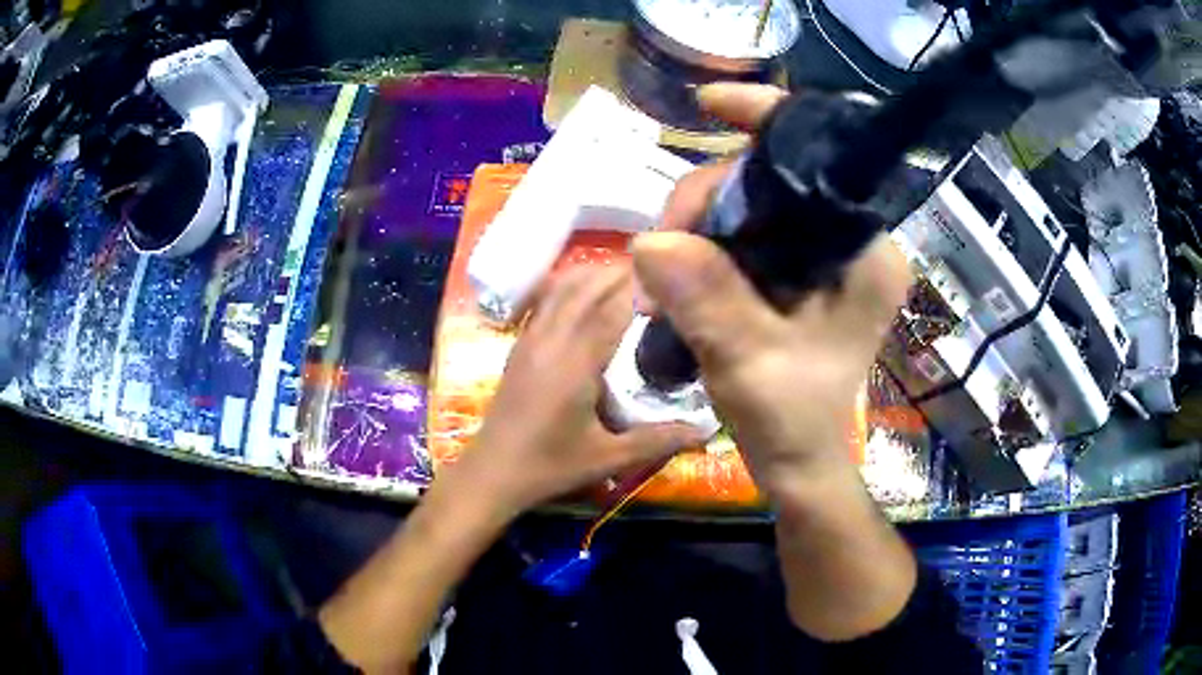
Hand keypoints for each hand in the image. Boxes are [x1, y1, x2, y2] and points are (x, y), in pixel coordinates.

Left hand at [443, 265, 702, 515]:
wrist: (492, 473)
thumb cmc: (550, 466)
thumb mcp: (608, 458)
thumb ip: (658, 440)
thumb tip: (707, 430)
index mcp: (576, 363)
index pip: (612, 307)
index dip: (640, 284)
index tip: (669, 271)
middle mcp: (552, 340)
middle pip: (587, 287)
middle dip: (620, 272)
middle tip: (656, 268)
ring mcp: (531, 339)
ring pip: (562, 289)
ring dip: (593, 275)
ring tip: (626, 274)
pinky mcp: (520, 346)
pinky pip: (545, 301)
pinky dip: (568, 286)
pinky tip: (583, 291)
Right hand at [634, 83, 912, 503]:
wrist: (798, 464)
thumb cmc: (793, 424)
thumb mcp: (752, 365)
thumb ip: (711, 304)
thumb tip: (650, 243)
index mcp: (865, 254)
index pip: (818, 160)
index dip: (766, 120)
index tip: (710, 104)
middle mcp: (850, 241)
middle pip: (768, 180)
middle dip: (705, 203)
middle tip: (660, 256)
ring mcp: (822, 255)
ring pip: (747, 204)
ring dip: (695, 228)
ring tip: (662, 278)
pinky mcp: (797, 270)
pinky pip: (742, 232)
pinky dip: (704, 244)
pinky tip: (680, 273)